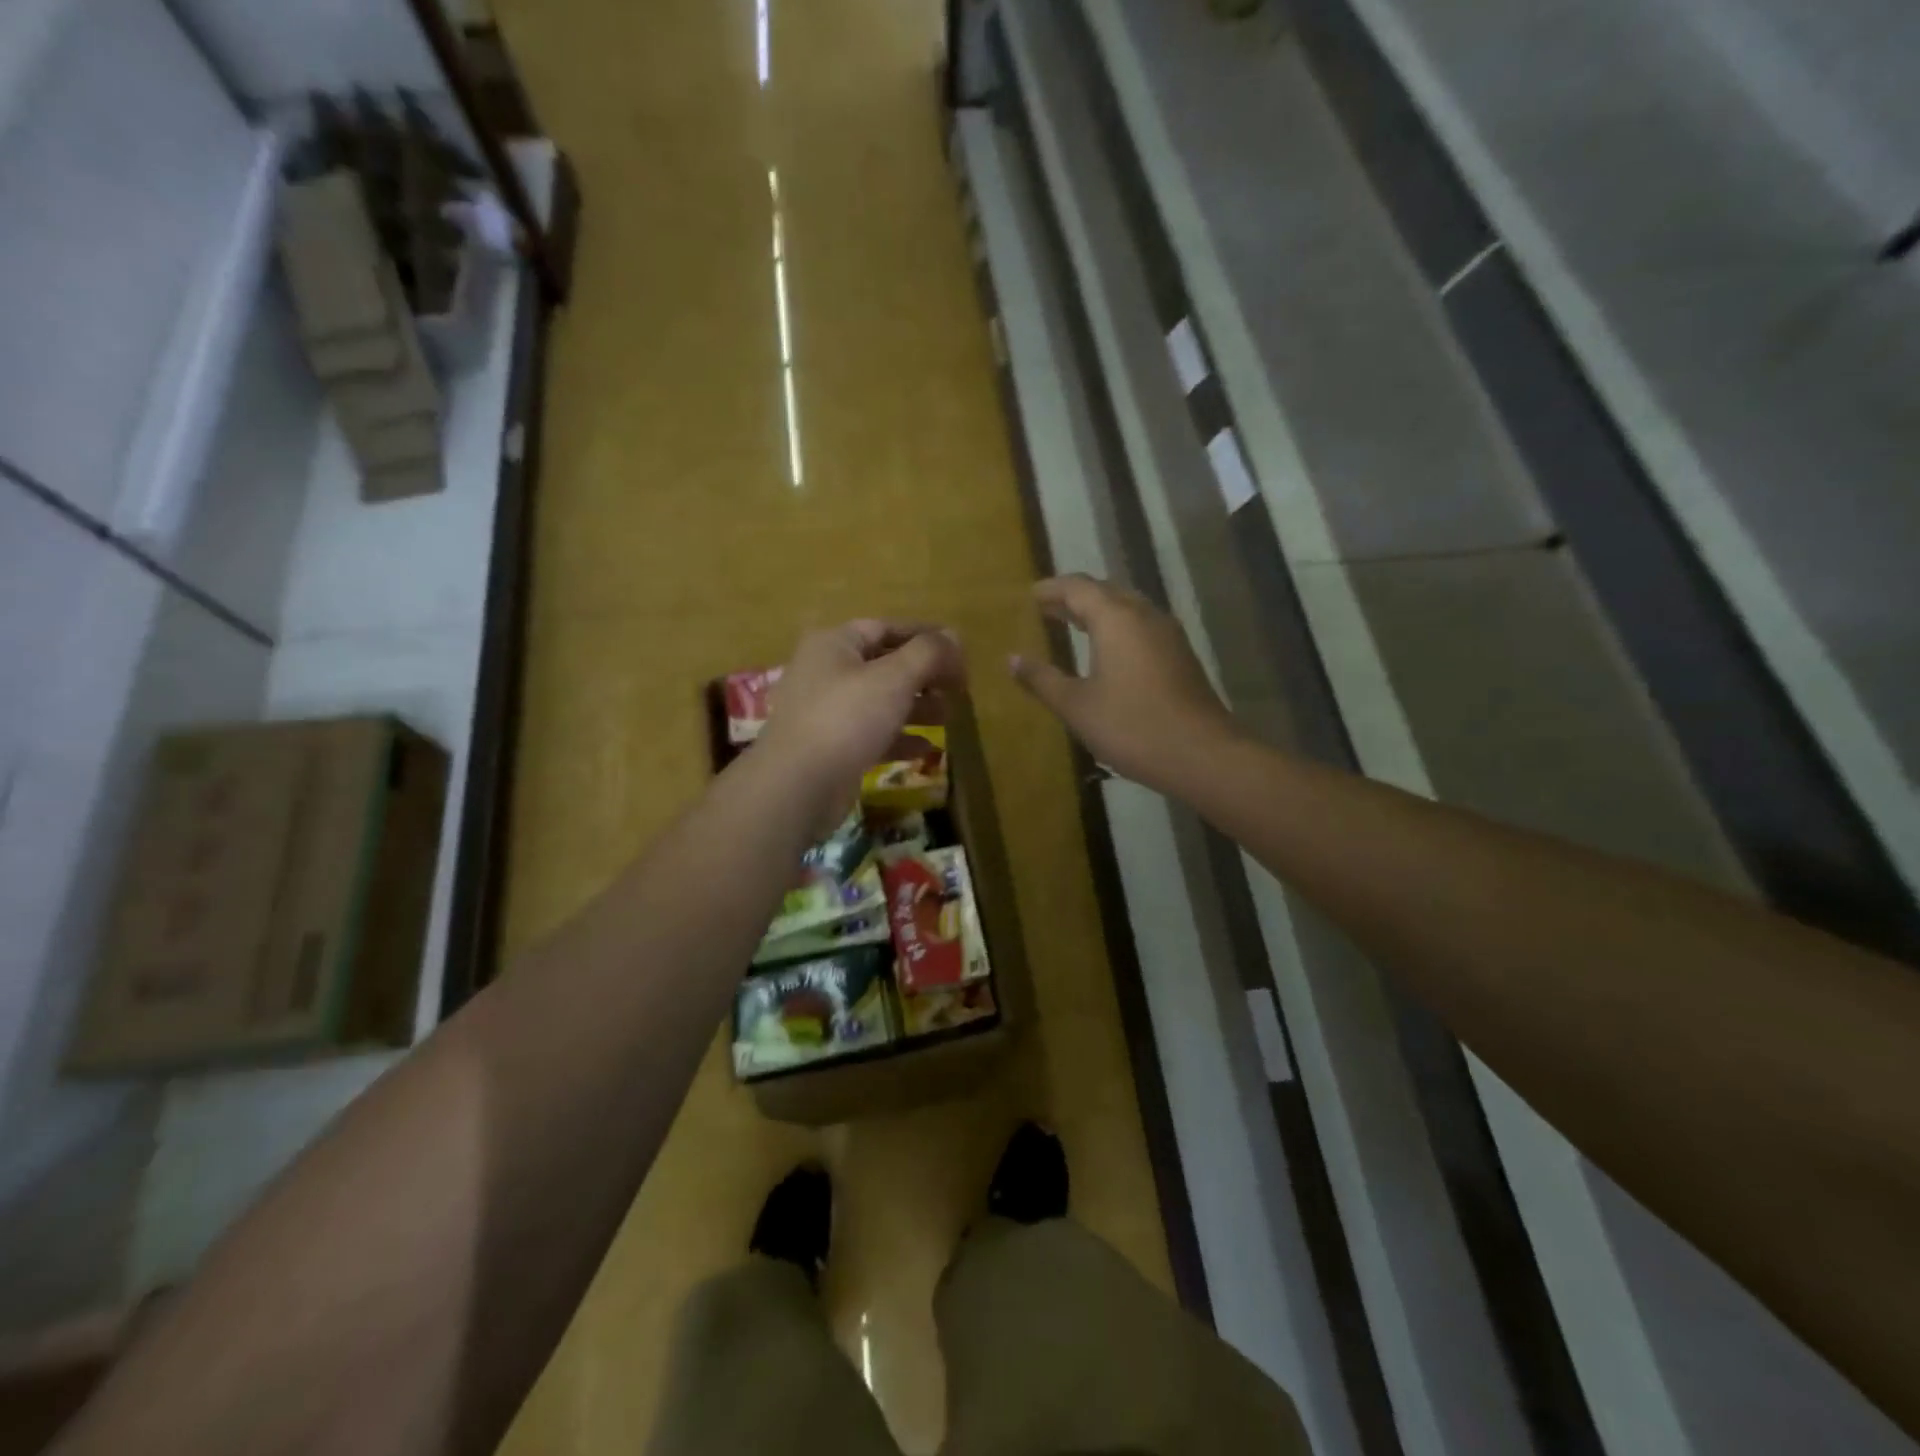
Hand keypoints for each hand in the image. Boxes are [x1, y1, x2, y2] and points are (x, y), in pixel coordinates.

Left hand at [758, 620, 964, 831]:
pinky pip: (871, 734)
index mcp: (834, 645)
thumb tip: (954, 637)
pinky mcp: (830, 748)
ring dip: (915, 707)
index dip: (924, 636)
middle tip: (958, 688)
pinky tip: (926, 748)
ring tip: (948, 717)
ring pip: (879, 701)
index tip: (959, 652)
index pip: (885, 628)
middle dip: (923, 675)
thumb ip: (928, 653)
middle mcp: (825, 673)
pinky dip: (899, 738)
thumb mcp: (894, 678)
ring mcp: (825, 713)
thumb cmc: (847, 719)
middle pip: (883, 665)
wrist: (798, 785)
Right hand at [1009, 575, 1239, 789]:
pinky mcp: (1180, 655)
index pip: (1078, 587)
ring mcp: (1168, 634)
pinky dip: (1118, 628)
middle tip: (1047, 609)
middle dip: (1074, 597)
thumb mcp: (1076, 706)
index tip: (1030, 596)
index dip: (1051, 589)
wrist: (1201, 754)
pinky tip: (1108, 652)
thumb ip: (1042, 679)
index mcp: (1116, 618)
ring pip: (1127, 608)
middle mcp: (1144, 614)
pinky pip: (1142, 626)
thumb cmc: (1131, 726)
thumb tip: (1012, 659)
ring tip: (1073, 625)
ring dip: (1098, 611)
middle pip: (1105, 592)